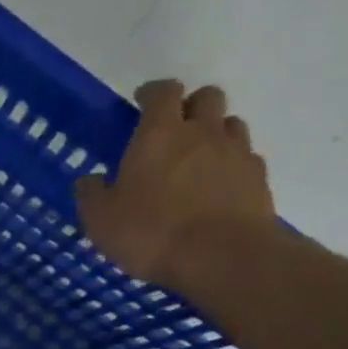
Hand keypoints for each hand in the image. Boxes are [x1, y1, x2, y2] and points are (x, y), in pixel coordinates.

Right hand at [74, 80, 276, 288]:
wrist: (222, 256)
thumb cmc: (151, 232)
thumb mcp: (100, 220)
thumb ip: (92, 195)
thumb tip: (89, 181)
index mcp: (159, 135)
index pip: (163, 92)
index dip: (153, 92)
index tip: (142, 101)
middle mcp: (202, 133)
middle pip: (206, 97)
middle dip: (190, 105)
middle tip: (173, 129)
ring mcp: (236, 153)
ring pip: (230, 124)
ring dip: (214, 133)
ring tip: (197, 159)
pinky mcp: (258, 178)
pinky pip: (246, 158)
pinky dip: (231, 165)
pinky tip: (218, 188)